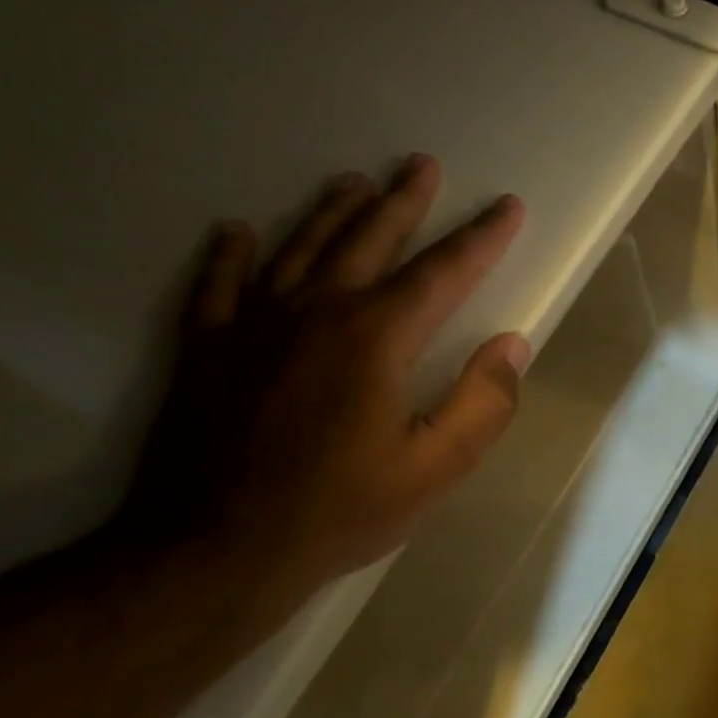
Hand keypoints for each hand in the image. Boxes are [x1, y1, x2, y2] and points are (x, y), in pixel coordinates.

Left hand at [117, 154, 527, 595]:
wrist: (212, 552)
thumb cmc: (339, 510)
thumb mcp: (435, 468)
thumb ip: (483, 402)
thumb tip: (512, 344)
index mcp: (377, 337)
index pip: (444, 271)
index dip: (482, 237)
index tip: (508, 207)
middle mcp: (317, 312)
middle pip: (368, 240)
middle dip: (403, 201)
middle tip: (421, 164)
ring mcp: (253, 326)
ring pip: (299, 249)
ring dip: (331, 212)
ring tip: (353, 182)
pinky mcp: (206, 351)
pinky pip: (218, 286)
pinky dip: (231, 255)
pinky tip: (237, 232)